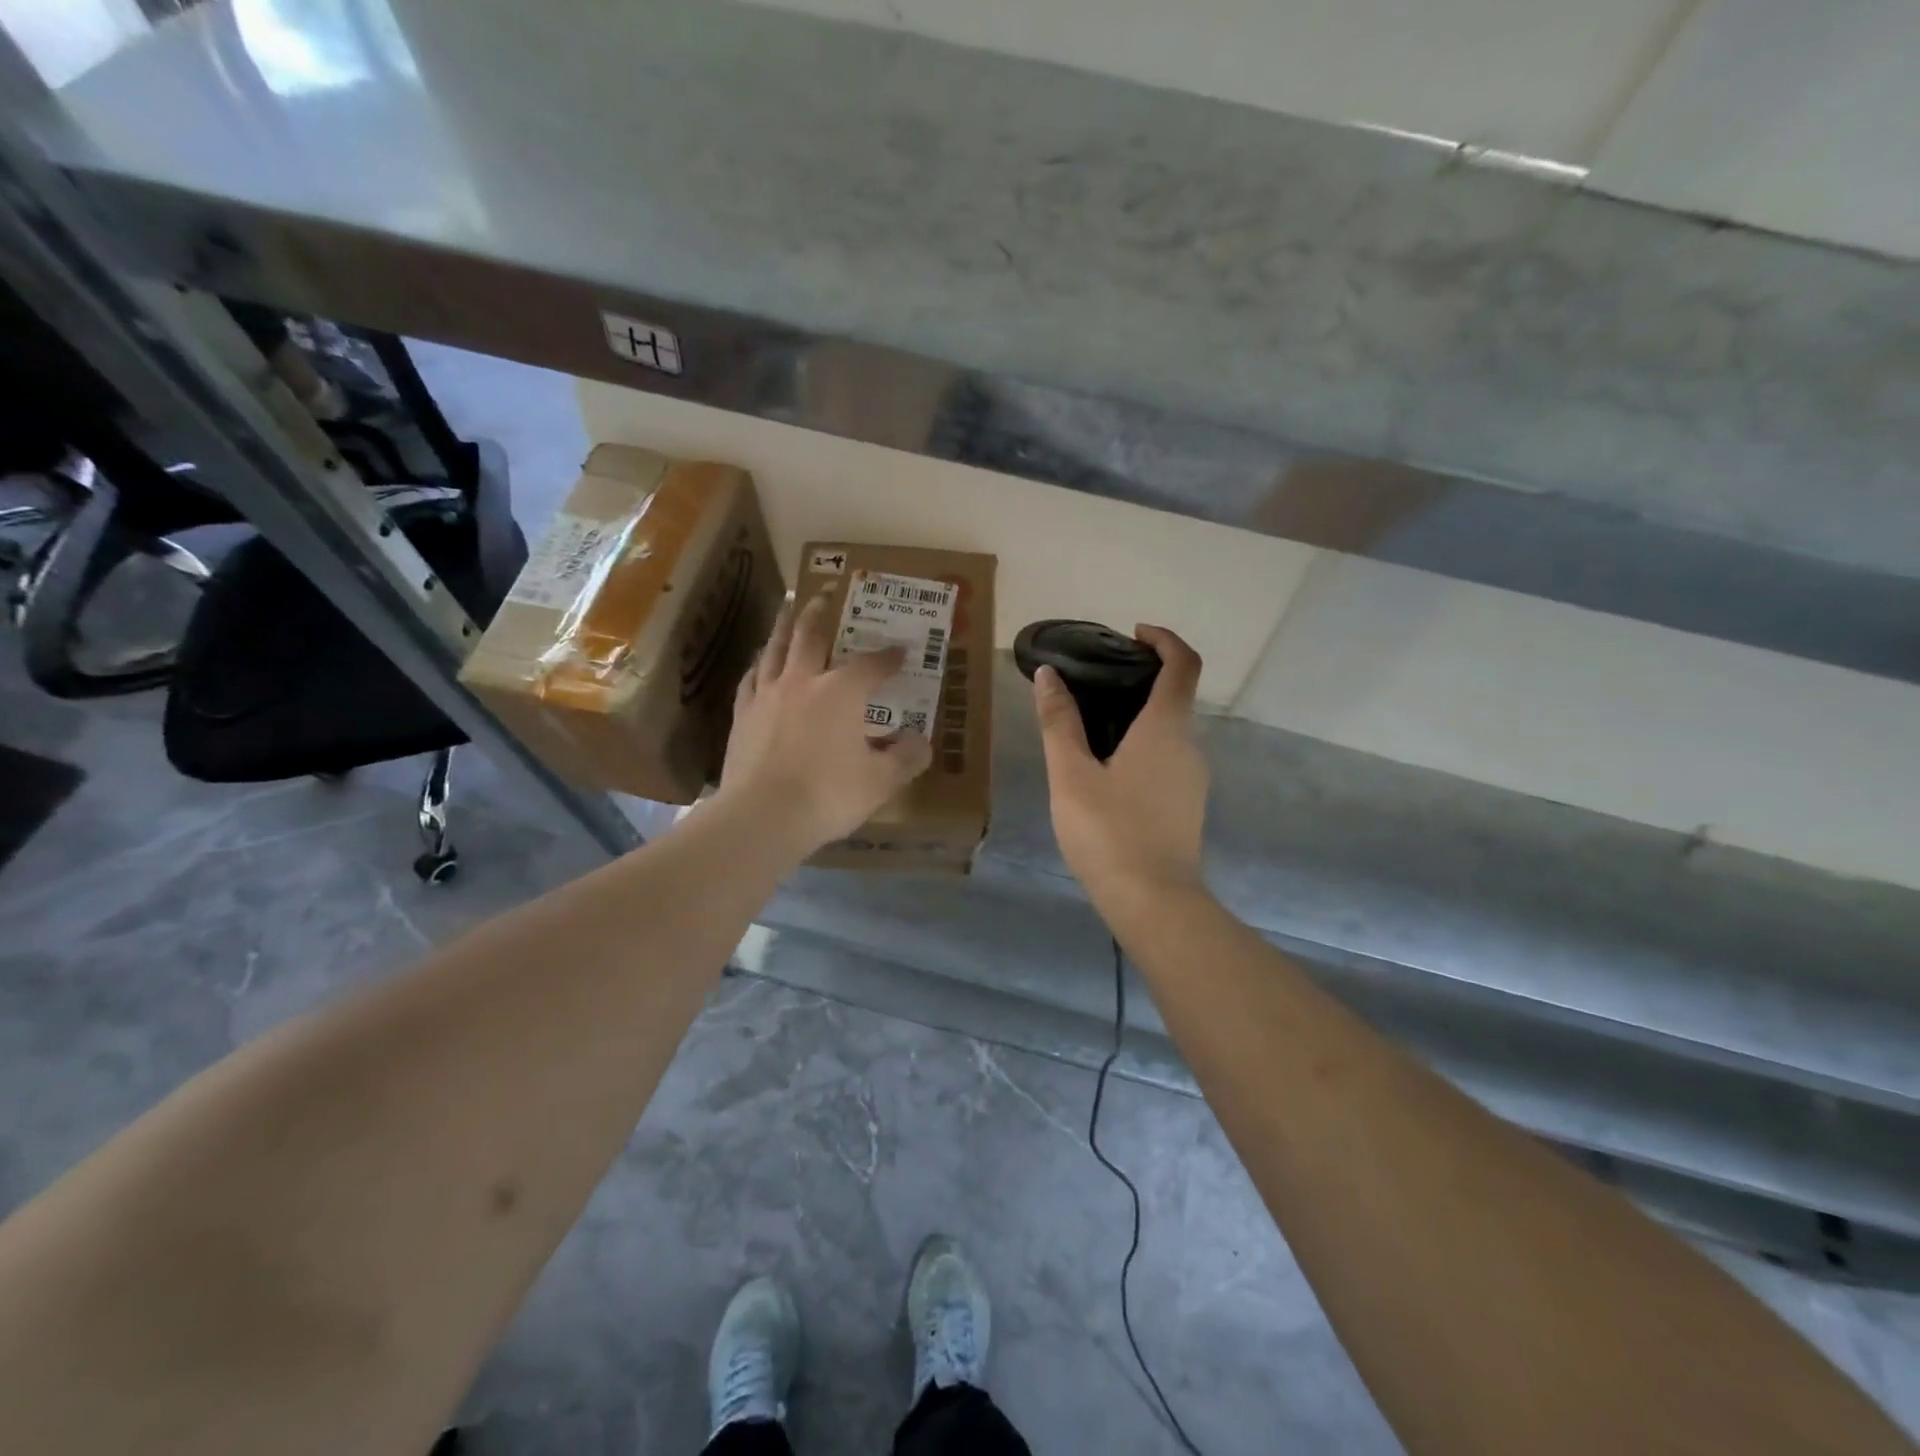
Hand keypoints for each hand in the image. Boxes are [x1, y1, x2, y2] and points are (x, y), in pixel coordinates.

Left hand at [719, 593, 932, 853]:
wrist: (762, 816)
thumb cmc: (828, 794)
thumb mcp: (881, 781)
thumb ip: (906, 758)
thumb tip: (922, 741)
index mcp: (841, 691)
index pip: (871, 665)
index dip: (889, 657)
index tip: (901, 651)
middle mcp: (802, 681)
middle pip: (811, 635)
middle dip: (821, 612)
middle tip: (826, 593)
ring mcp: (767, 695)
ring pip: (775, 648)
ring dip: (784, 625)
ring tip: (789, 609)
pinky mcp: (742, 715)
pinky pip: (752, 678)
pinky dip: (760, 664)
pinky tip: (761, 664)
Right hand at [1033, 625, 1208, 907]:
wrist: (1152, 901)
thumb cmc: (1108, 831)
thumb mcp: (1071, 774)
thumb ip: (1059, 722)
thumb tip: (1049, 675)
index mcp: (1165, 729)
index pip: (1183, 665)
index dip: (1165, 639)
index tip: (1134, 633)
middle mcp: (1188, 746)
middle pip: (1176, 696)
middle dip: (1142, 679)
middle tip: (1095, 682)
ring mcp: (1192, 778)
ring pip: (1170, 731)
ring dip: (1139, 716)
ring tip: (1091, 726)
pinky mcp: (1187, 805)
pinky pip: (1167, 758)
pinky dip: (1143, 745)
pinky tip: (1106, 770)